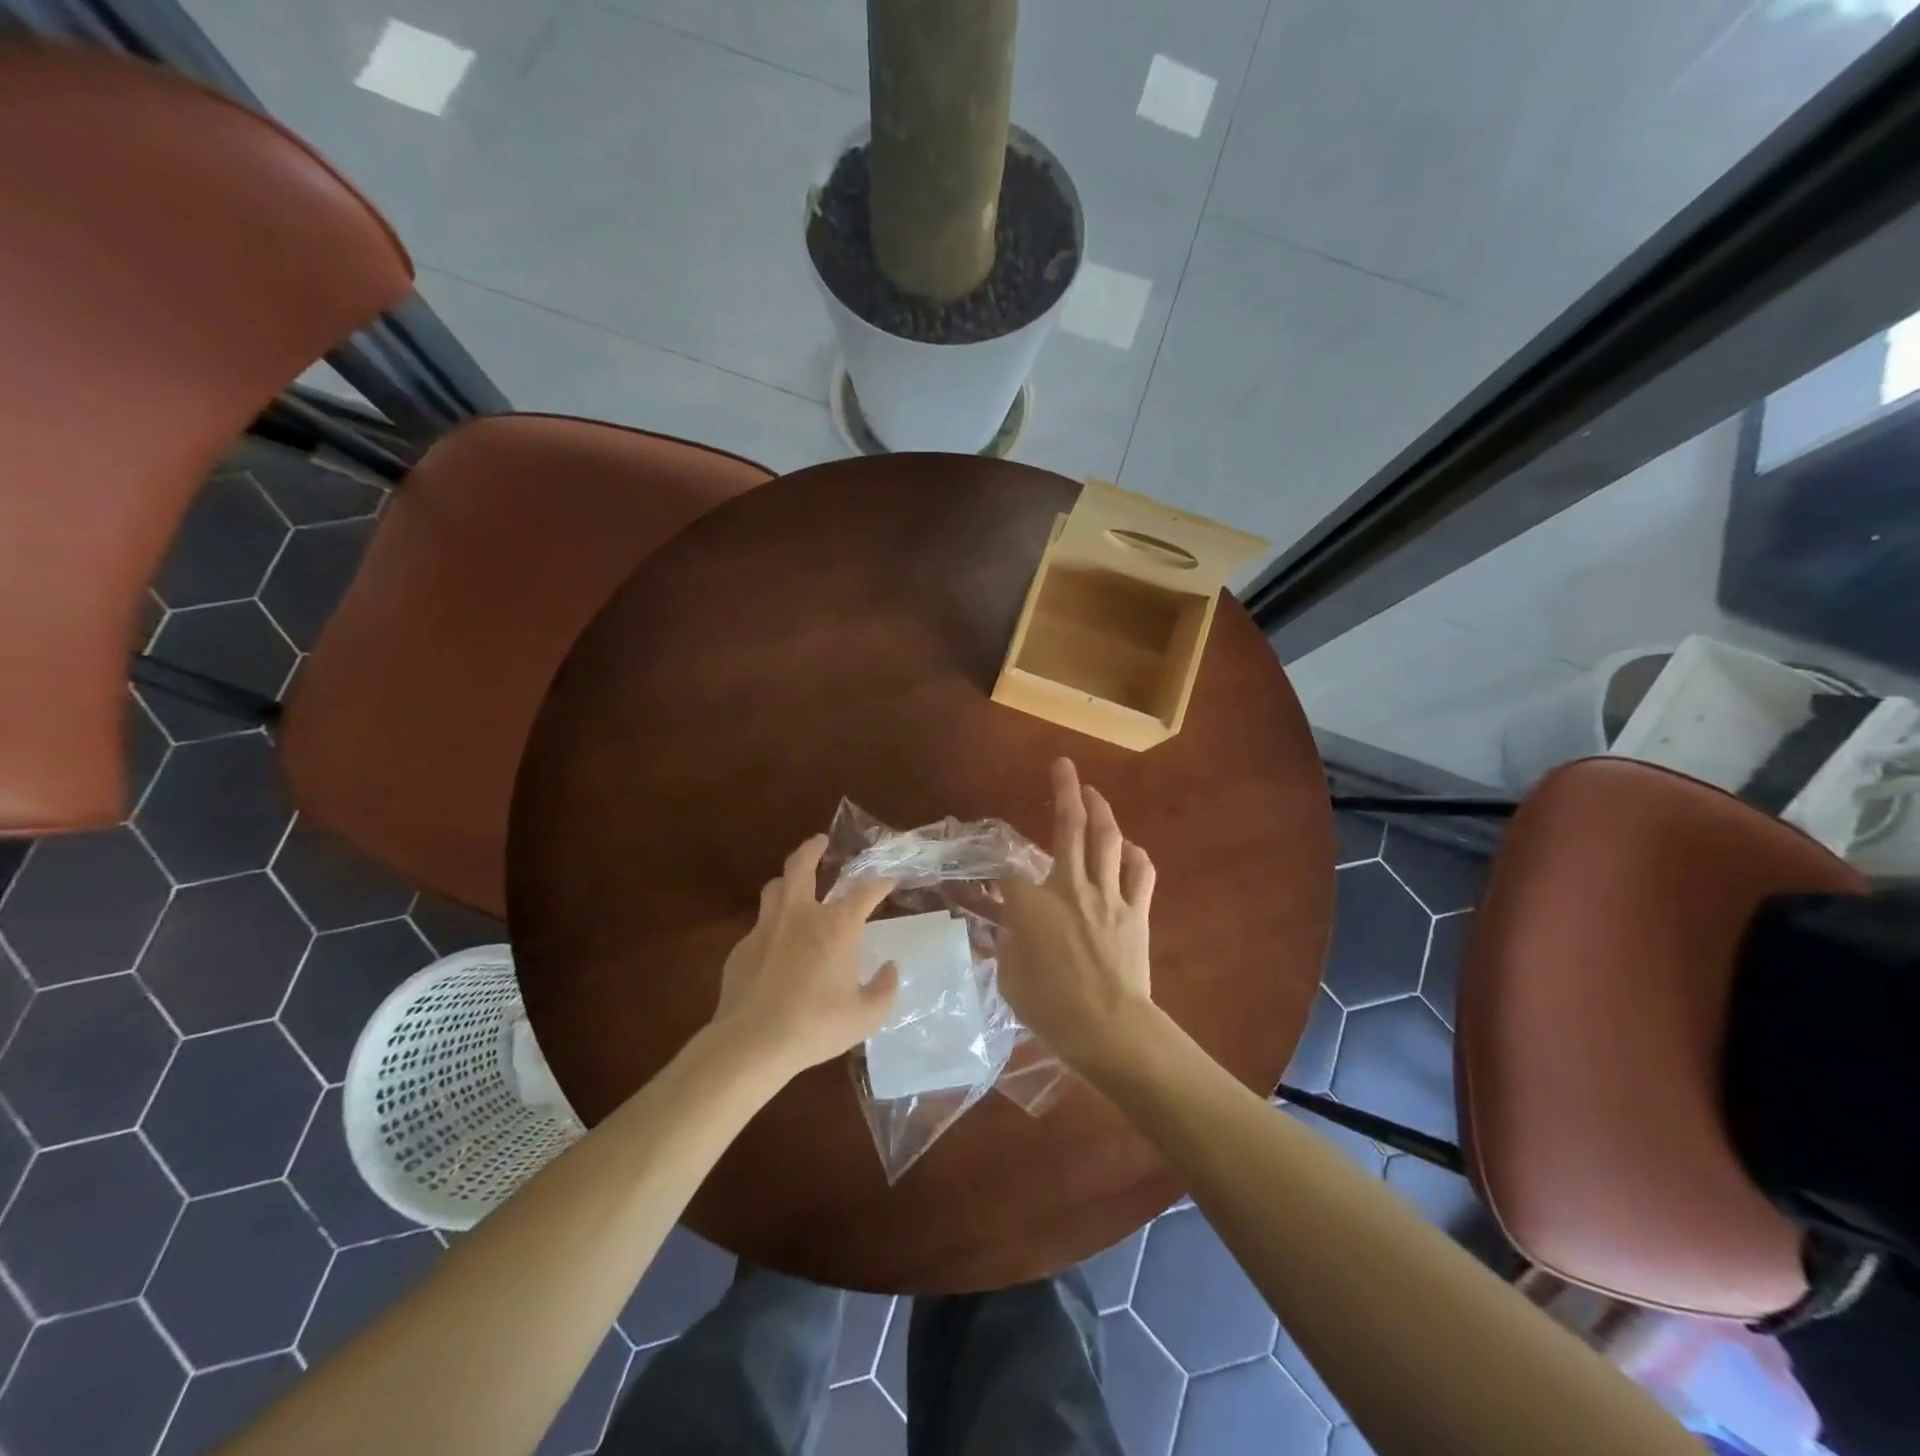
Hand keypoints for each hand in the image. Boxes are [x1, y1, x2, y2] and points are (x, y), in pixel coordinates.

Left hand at [709, 836, 898, 1078]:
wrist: (752, 1042)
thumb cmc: (816, 1024)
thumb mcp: (865, 1015)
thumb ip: (883, 989)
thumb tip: (890, 969)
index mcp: (837, 926)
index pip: (865, 891)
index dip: (881, 882)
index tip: (890, 880)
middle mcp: (801, 915)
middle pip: (802, 866)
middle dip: (812, 849)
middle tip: (820, 841)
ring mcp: (766, 928)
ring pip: (774, 889)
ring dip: (787, 880)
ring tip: (793, 883)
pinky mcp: (741, 949)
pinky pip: (759, 927)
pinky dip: (772, 927)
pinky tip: (775, 946)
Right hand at [999, 758, 1156, 1069]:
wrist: (1109, 1028)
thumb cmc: (1051, 1008)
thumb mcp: (1010, 978)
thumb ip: (1007, 943)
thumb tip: (1009, 926)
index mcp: (1033, 903)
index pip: (1009, 875)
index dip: (997, 875)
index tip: (990, 883)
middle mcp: (1071, 886)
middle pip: (1069, 828)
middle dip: (1065, 792)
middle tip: (1064, 766)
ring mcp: (1108, 895)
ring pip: (1107, 840)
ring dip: (1101, 810)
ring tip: (1093, 792)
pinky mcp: (1136, 911)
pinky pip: (1140, 873)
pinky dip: (1135, 856)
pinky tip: (1129, 848)